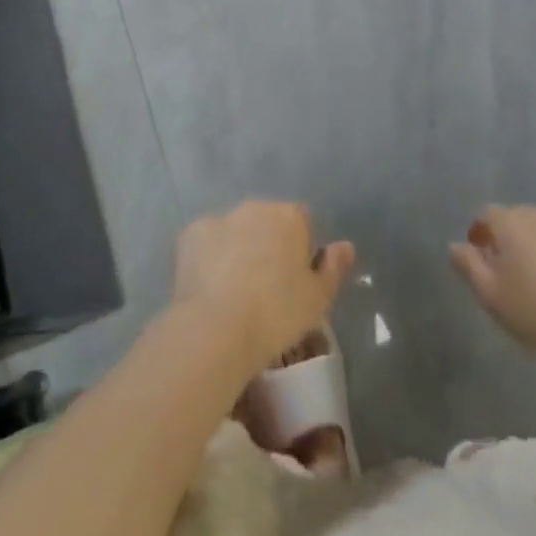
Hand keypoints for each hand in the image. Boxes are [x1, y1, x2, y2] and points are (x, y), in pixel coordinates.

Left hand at [171, 201, 354, 376]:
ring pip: (235, 230)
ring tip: (234, 291)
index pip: (302, 222)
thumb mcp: (317, 300)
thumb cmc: (276, 314)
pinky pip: (207, 243)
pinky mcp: (190, 234)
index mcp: (289, 217)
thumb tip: (345, 246)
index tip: (295, 281)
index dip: (301, 249)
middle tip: (266, 288)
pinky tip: (209, 288)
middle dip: (268, 245)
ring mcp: (220, 218)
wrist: (216, 328)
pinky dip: (209, 258)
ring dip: (238, 249)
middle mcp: (255, 207)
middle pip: (267, 222)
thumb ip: (333, 269)